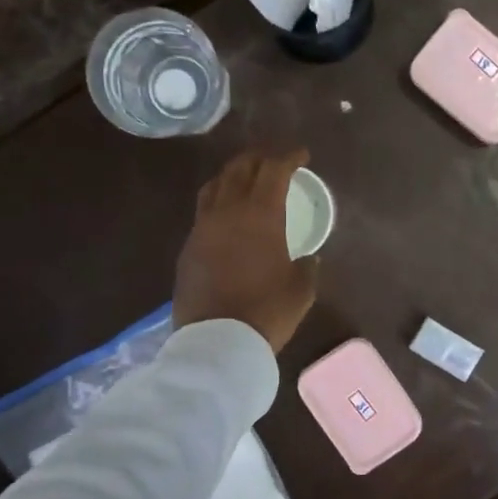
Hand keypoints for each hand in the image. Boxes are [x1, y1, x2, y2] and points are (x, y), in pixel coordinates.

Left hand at [174, 148, 317, 352]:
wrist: (218, 342)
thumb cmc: (268, 311)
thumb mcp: (301, 289)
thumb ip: (307, 267)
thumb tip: (308, 258)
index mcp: (260, 215)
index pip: (274, 170)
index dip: (289, 158)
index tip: (302, 155)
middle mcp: (227, 212)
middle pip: (240, 169)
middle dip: (260, 158)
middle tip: (275, 159)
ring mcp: (202, 229)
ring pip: (215, 186)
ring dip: (233, 174)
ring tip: (246, 177)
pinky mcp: (188, 248)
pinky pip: (203, 211)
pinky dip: (218, 201)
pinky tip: (227, 214)